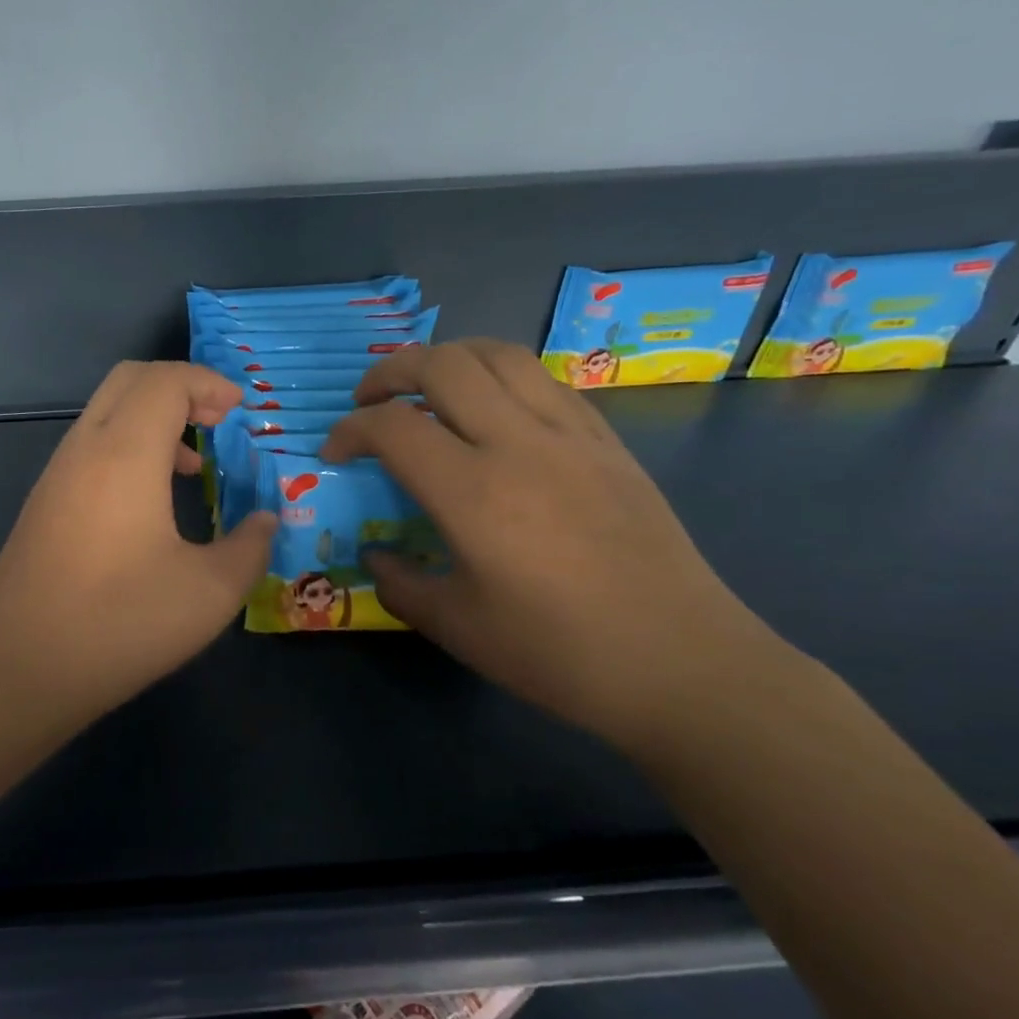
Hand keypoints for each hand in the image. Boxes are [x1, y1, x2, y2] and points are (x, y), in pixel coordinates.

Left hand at [0, 362, 277, 711]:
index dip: (209, 383)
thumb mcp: (209, 593)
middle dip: (180, 387)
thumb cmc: (119, 624)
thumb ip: (250, 547)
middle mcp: (84, 448)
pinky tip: (150, 503)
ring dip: (153, 419)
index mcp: (125, 453)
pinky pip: (91, 445)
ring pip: (106, 411)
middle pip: (130, 379)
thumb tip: (266, 521)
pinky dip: (128, 445)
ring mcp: (56, 474)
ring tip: (192, 466)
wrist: (18, 669)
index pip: (166, 380)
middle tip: (219, 421)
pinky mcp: (43, 502)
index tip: (243, 410)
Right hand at [322, 340, 788, 745]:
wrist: (682, 664)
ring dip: (447, 358)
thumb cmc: (559, 654)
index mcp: (474, 493)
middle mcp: (519, 445)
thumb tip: (375, 553)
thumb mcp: (457, 628)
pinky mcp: (606, 441)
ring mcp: (570, 435)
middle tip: (369, 401)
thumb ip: (399, 583)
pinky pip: (543, 379)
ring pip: (498, 354)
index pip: (392, 427)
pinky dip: (499, 375)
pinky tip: (491, 409)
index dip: (350, 430)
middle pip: (442, 364)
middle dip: (389, 371)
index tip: (335, 453)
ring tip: (425, 387)